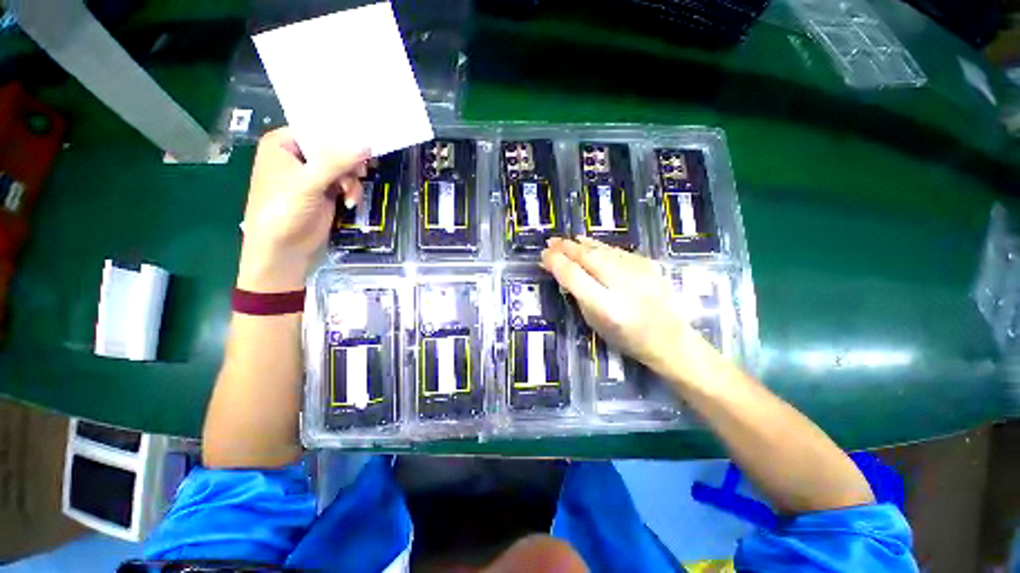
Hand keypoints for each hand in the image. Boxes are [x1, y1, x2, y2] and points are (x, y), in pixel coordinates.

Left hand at [238, 128, 368, 291]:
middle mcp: (298, 156)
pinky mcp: (324, 192)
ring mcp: (312, 176)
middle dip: (349, 163)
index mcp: (283, 144)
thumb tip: (366, 145)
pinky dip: (351, 191)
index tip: (364, 143)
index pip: (317, 129)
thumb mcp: (308, 183)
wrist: (284, 251)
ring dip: (351, 181)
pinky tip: (350, 202)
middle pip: (334, 149)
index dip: (341, 135)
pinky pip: (345, 182)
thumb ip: (336, 162)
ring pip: (343, 167)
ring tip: (350, 195)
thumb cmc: (284, 211)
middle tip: (360, 172)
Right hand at [541, 236, 708, 376]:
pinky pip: (616, 250)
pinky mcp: (648, 263)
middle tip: (550, 242)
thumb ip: (578, 295)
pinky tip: (588, 244)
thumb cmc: (626, 338)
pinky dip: (598, 246)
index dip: (555, 262)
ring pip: (601, 249)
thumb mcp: (594, 322)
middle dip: (565, 248)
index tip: (543, 256)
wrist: (669, 338)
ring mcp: (638, 271)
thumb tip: (562, 272)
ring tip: (564, 241)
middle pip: (587, 257)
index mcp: (606, 306)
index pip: (573, 275)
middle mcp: (622, 284)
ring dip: (579, 244)